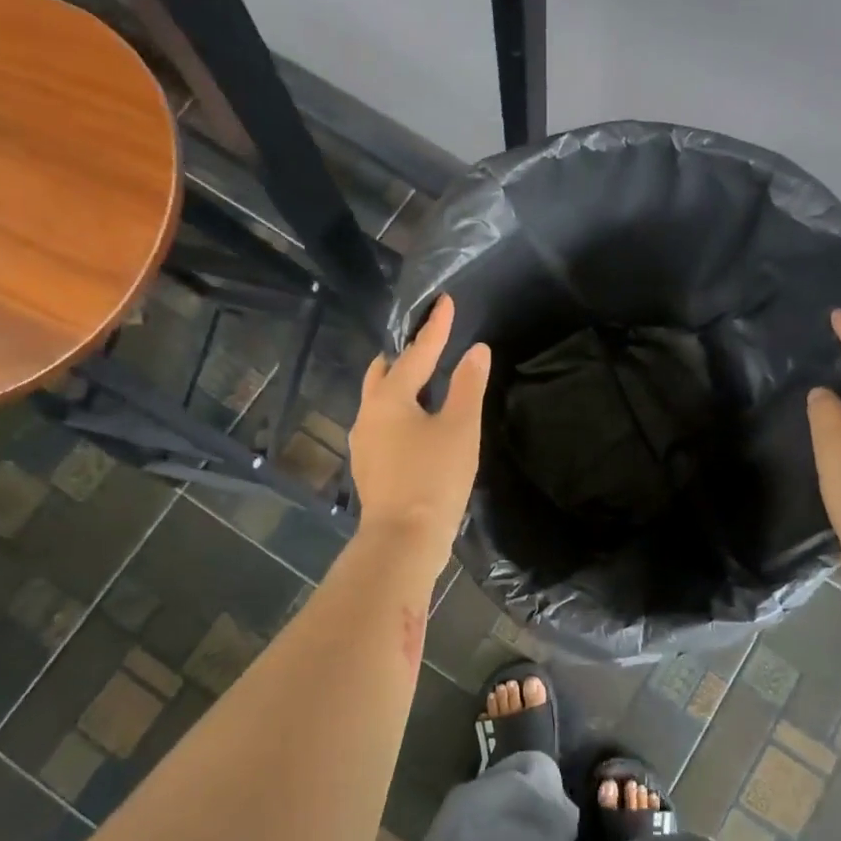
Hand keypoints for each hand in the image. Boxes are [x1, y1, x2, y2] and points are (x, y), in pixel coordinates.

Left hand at [349, 295, 490, 563]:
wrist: (403, 539)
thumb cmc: (434, 478)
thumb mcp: (460, 428)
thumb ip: (468, 386)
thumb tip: (476, 350)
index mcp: (389, 398)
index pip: (417, 352)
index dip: (436, 327)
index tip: (445, 301)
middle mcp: (368, 414)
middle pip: (384, 372)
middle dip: (405, 355)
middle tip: (429, 345)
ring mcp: (363, 442)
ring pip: (379, 399)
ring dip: (400, 384)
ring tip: (425, 382)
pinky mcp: (369, 465)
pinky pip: (382, 423)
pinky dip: (399, 411)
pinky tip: (416, 424)